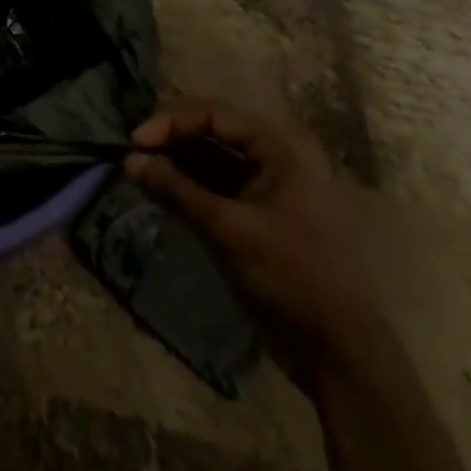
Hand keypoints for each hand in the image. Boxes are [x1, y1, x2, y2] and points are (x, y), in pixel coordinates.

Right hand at [125, 101, 380, 380]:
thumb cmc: (290, 277)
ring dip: (178, 163)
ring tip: (141, 173)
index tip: (134, 142)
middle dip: (171, 141)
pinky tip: (163, 192)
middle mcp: (279, 157)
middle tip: (134, 156)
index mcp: (281, 147)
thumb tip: (128, 160)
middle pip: (213, 132)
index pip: (213, 114)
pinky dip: (191, 186)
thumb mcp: (227, 230)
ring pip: (214, 159)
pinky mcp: (264, 215)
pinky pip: (221, 186)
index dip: (169, 122)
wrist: (341, 356)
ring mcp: (273, 187)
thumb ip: (176, 190)